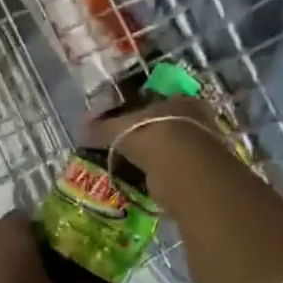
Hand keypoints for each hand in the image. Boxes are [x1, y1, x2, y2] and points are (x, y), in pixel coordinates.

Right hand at [77, 93, 226, 176]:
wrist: (183, 169)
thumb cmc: (152, 135)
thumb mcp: (119, 129)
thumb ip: (101, 128)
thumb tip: (80, 128)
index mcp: (179, 100)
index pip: (157, 101)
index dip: (139, 111)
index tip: (123, 123)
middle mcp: (196, 119)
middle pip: (167, 125)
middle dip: (149, 136)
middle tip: (128, 147)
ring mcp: (202, 147)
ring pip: (173, 149)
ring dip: (157, 158)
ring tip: (135, 168)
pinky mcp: (202, 173)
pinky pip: (176, 170)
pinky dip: (163, 176)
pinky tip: (148, 183)